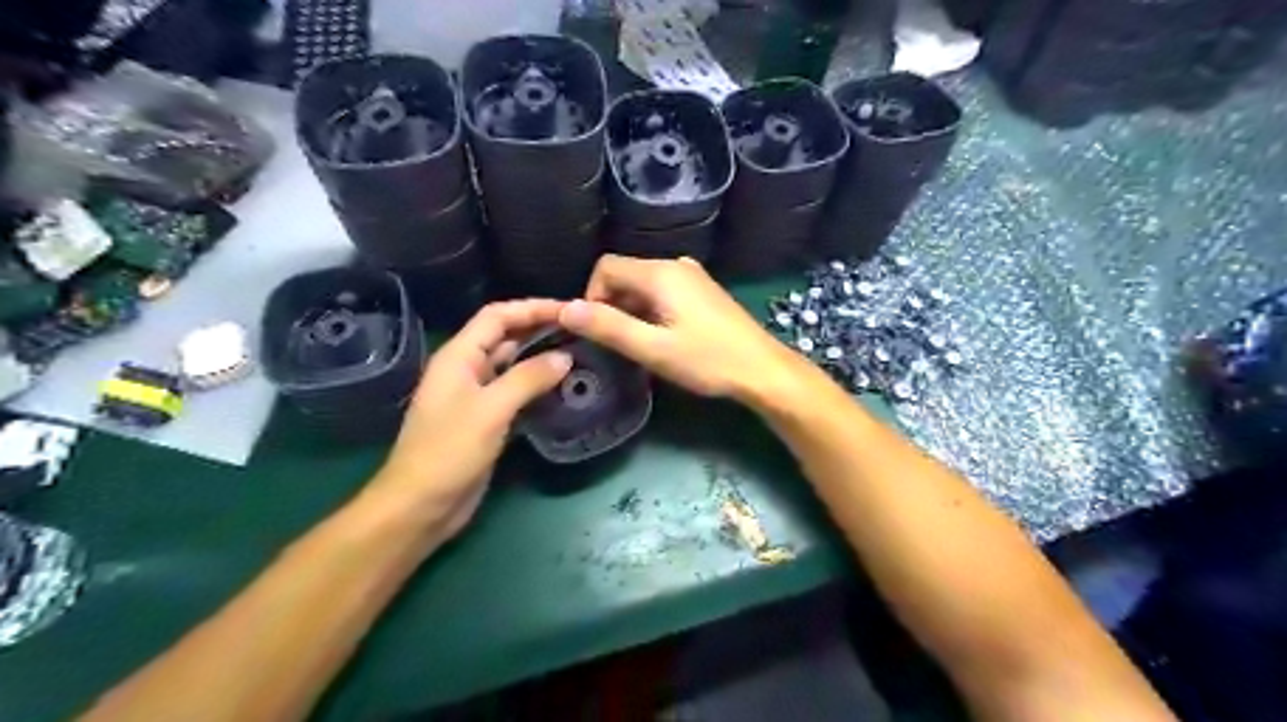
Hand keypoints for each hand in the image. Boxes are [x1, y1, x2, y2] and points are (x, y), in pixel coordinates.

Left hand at [367, 300, 567, 541]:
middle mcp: (467, 369)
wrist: (421, 505)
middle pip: (505, 337)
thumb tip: (566, 356)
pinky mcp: (487, 420)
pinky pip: (515, 392)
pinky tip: (561, 387)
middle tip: (581, 329)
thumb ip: (528, 378)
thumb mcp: (491, 409)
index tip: (568, 309)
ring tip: (579, 352)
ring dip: (541, 356)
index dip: (531, 308)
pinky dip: (537, 384)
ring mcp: (476, 396)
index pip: (497, 316)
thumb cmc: (449, 451)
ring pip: (512, 364)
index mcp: (459, 356)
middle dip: (539, 328)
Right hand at [562, 253, 807, 402]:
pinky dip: (652, 311)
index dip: (592, 297)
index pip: (605, 267)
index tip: (600, 332)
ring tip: (642, 346)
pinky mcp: (703, 291)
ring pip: (644, 285)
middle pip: (625, 274)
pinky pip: (664, 292)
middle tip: (621, 344)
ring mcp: (693, 276)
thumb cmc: (707, 360)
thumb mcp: (653, 349)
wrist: (762, 369)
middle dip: (613, 306)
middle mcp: (675, 264)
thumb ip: (608, 327)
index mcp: (660, 272)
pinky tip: (664, 338)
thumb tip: (564, 309)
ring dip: (632, 311)